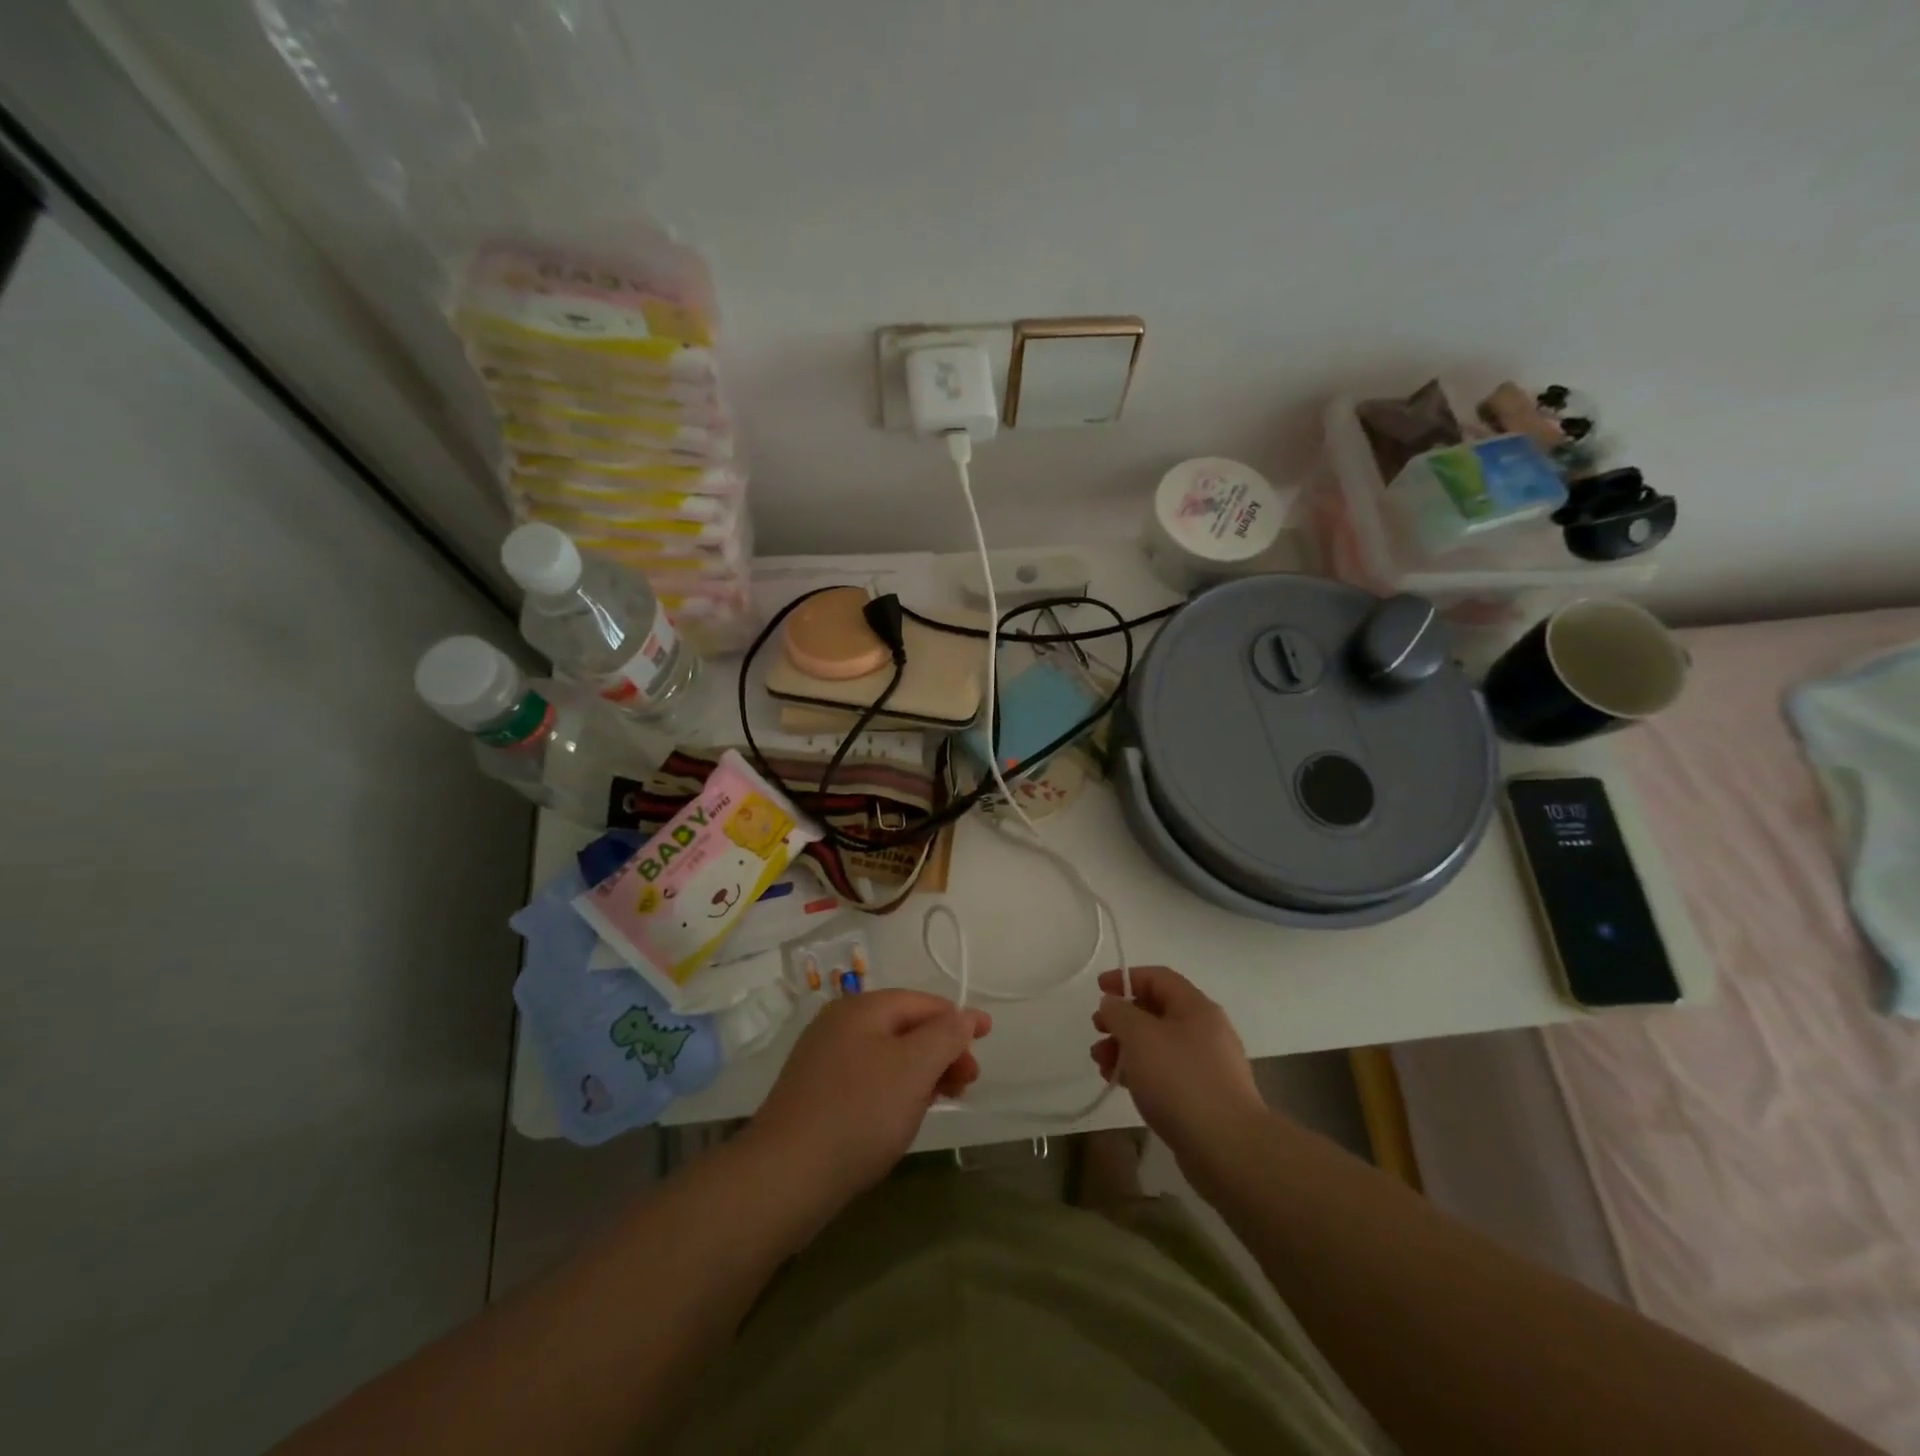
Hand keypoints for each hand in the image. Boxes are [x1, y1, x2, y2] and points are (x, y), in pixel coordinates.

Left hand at [749, 990, 991, 1206]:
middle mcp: (839, 1024)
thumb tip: (965, 1016)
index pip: (922, 1001)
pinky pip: (868, 1079)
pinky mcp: (816, 1094)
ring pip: (887, 1055)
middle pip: (905, 1027)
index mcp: (861, 1008)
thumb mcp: (914, 1069)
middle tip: (967, 1083)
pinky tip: (903, 1115)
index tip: (987, 1039)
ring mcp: (823, 1059)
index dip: (958, 1018)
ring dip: (921, 1072)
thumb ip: (946, 1036)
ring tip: (942, 1100)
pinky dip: (895, 1089)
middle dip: (942, 1050)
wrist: (784, 1177)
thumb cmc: (859, 1113)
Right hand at [1091, 966, 1265, 1168]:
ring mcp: (1208, 1065)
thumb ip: (1120, 1013)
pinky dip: (1142, 1071)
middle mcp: (1206, 1030)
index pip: (1158, 978)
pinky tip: (1123, 1085)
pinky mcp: (1204, 1096)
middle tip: (1097, 1031)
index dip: (1126, 978)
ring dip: (1127, 1048)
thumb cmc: (1180, 1080)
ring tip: (1101, 1064)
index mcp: (1196, 1007)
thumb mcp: (1140, 1036)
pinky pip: (1167, 1072)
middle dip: (1122, 1019)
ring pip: (1159, 1044)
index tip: (1099, 990)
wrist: (1228, 1148)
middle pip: (1157, 1011)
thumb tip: (1113, 1004)